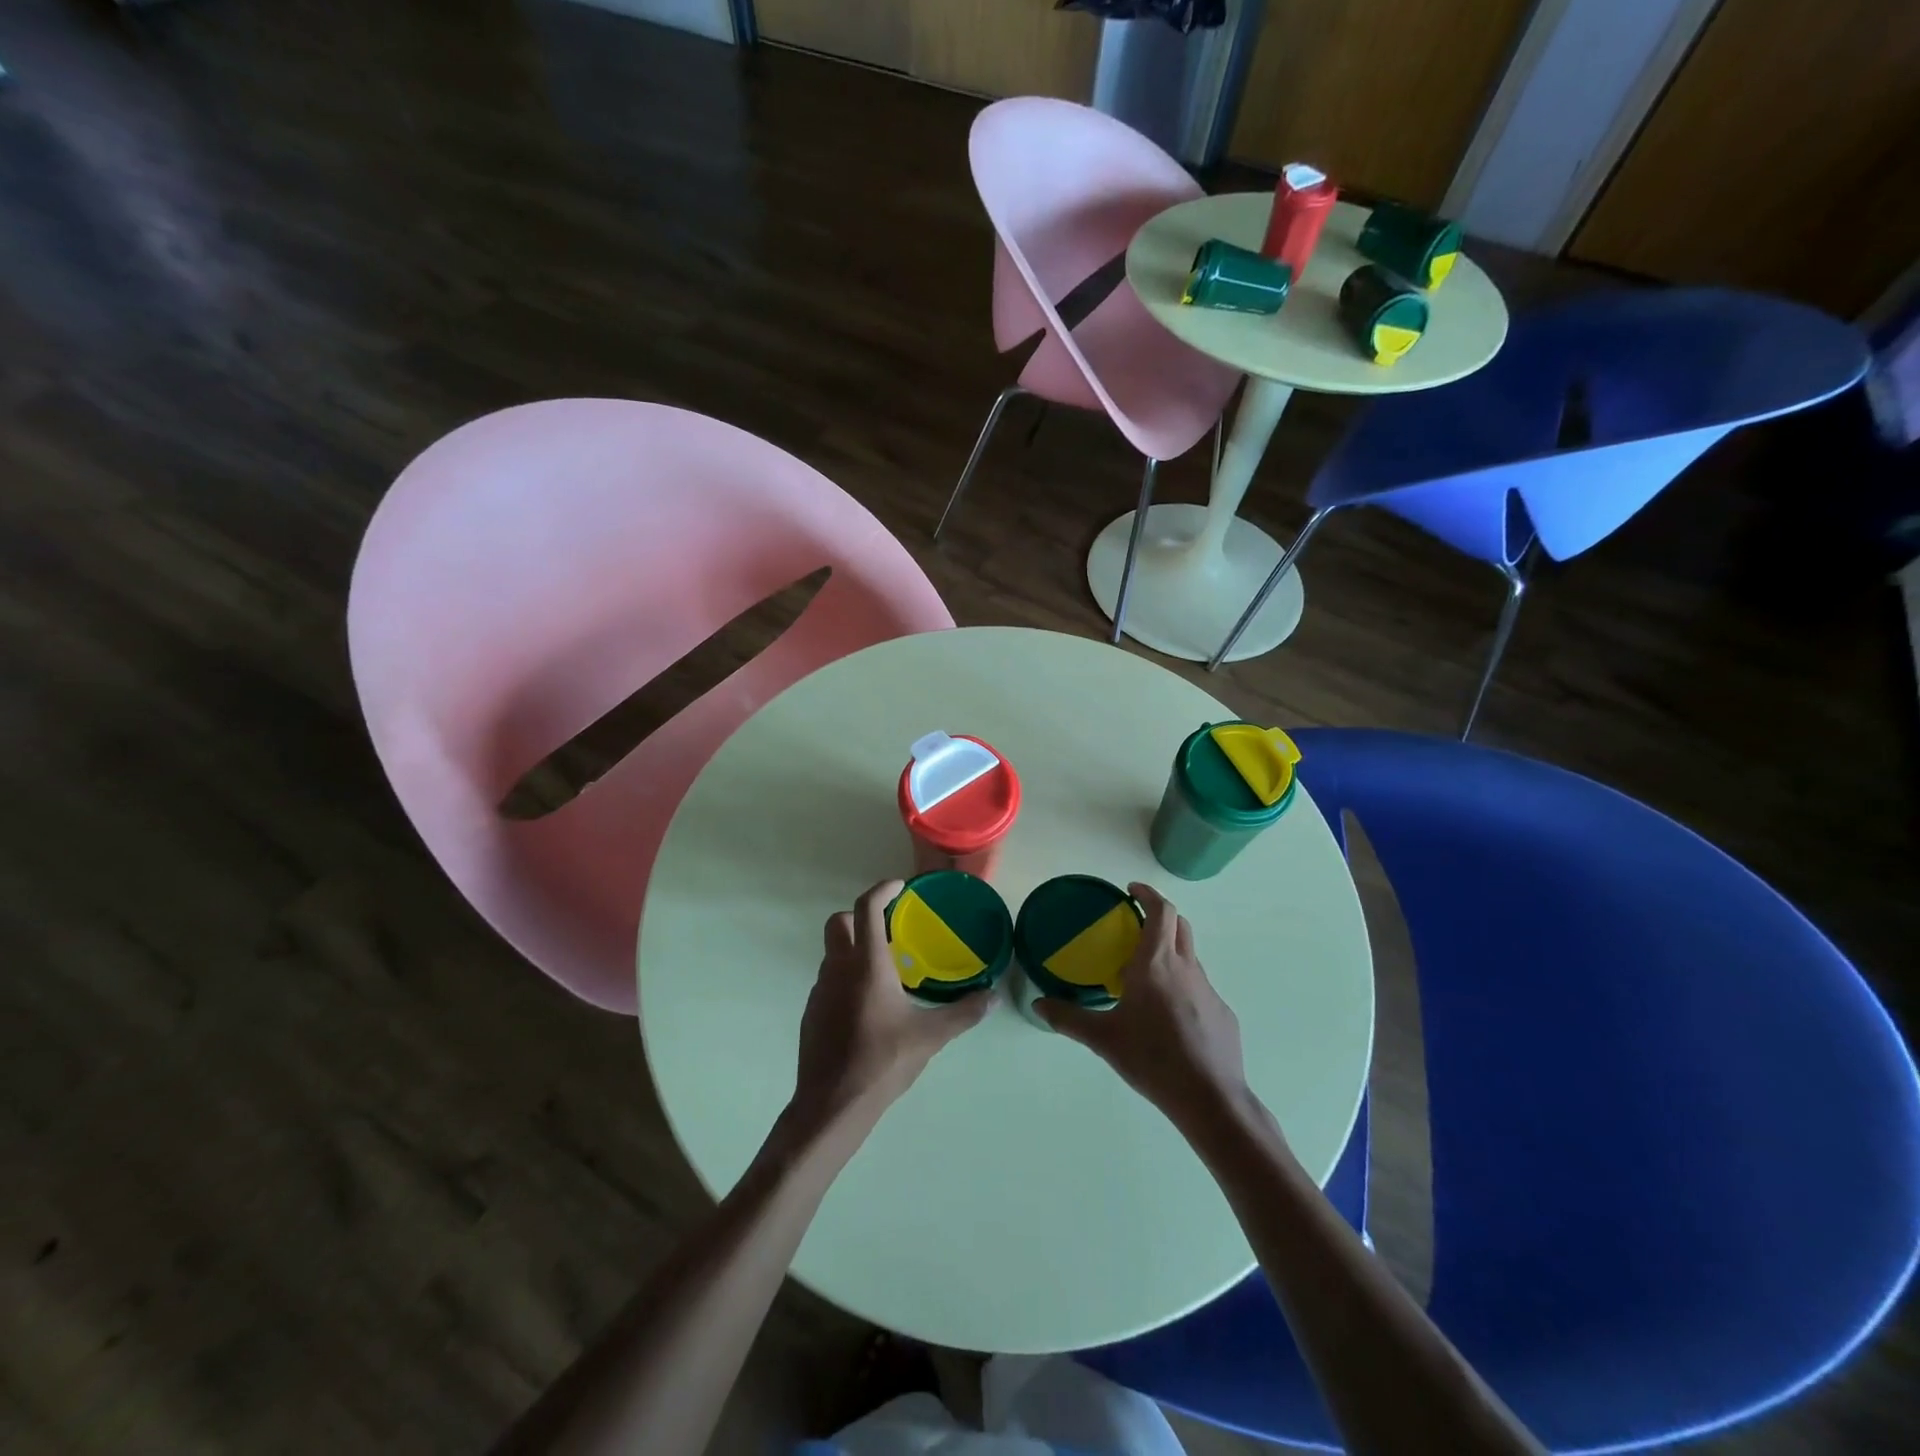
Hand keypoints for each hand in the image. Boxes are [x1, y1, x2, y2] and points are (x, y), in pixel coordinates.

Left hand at [787, 880, 990, 1139]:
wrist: (832, 1105)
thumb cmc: (883, 1061)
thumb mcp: (931, 1036)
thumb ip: (963, 1013)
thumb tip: (992, 996)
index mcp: (867, 964)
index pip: (867, 908)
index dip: (881, 889)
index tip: (899, 887)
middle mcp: (838, 968)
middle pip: (839, 922)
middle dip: (860, 916)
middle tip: (888, 929)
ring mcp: (820, 990)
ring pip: (832, 953)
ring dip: (854, 950)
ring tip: (884, 972)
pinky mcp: (812, 1013)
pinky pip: (828, 981)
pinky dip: (845, 979)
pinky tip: (867, 1007)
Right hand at [1035, 883, 1249, 1130]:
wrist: (1210, 1099)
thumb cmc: (1153, 1059)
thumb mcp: (1104, 1039)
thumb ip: (1069, 1018)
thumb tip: (1038, 1005)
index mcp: (1156, 964)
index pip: (1160, 910)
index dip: (1148, 894)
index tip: (1131, 891)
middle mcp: (1185, 967)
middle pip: (1179, 925)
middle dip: (1159, 916)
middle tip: (1136, 925)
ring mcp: (1208, 989)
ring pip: (1189, 956)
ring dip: (1170, 952)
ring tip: (1146, 974)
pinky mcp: (1222, 1012)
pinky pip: (1199, 987)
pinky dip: (1182, 985)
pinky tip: (1168, 1016)